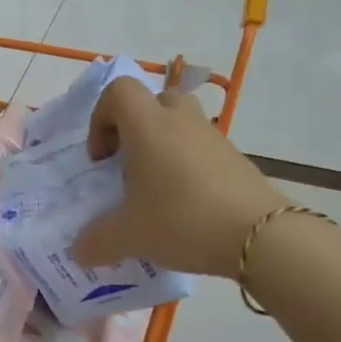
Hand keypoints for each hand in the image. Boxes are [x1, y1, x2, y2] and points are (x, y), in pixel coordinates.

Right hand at [73, 77, 287, 277]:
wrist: (261, 237)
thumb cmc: (183, 220)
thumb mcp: (129, 236)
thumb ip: (96, 241)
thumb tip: (78, 251)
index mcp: (148, 126)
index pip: (119, 91)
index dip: (101, 117)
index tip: (102, 158)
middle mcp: (180, 121)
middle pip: (154, 100)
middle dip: (136, 126)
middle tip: (129, 164)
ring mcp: (213, 137)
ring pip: (181, 122)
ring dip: (163, 144)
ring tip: (157, 187)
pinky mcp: (236, 158)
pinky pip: (202, 148)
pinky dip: (188, 164)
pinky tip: (186, 205)